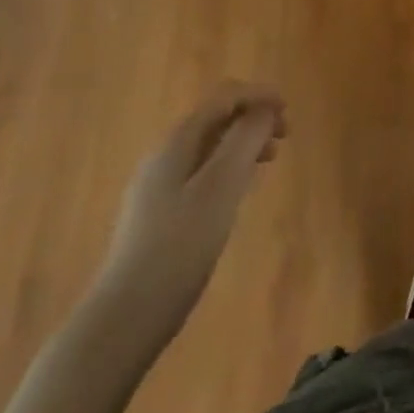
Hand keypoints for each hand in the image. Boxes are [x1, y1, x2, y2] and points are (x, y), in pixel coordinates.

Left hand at [94, 83, 287, 340]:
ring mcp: (158, 185)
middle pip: (215, 118)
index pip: (223, 98)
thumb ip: (245, 140)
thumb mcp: (221, 187)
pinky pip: (202, 172)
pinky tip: (241, 190)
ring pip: (209, 146)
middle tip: (285, 137)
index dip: (258, 95)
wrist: (125, 317)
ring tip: (270, 160)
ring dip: (243, 143)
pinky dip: (229, 168)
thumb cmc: (179, 246)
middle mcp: (165, 155)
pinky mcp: (159, 214)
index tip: (288, 110)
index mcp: (178, 141)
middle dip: (252, 118)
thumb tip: (264, 109)